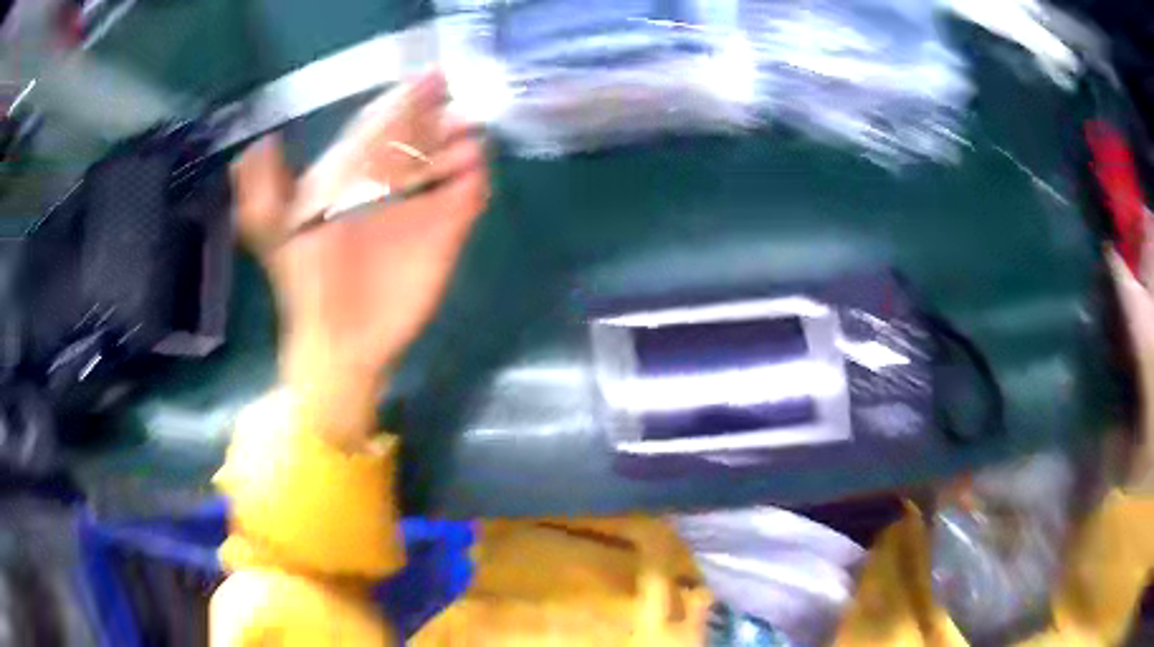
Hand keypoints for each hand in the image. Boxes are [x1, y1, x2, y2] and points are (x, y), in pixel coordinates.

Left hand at [233, 71, 487, 407]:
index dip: (402, 102)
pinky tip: (475, 173)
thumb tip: (260, 143)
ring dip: (458, 147)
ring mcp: (417, 210)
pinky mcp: (443, 237)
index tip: (428, 79)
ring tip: (468, 139)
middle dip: (437, 117)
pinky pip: (464, 200)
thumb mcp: (274, 235)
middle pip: (417, 140)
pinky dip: (473, 184)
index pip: (379, 129)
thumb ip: (264, 190)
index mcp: (350, 178)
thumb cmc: (304, 288)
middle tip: (456, 104)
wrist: (337, 344)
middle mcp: (385, 186)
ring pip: (444, 164)